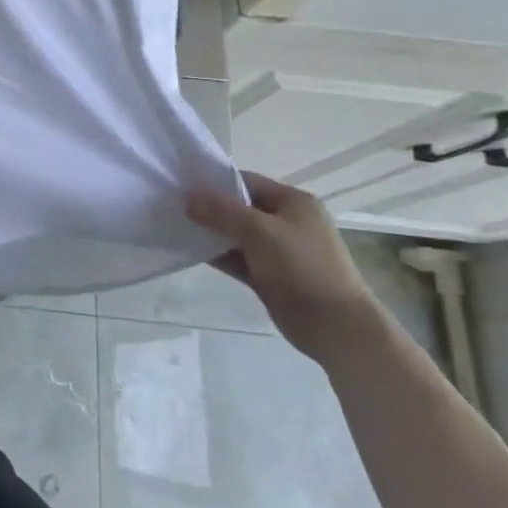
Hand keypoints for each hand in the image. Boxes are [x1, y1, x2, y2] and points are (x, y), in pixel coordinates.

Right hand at [185, 172, 387, 362]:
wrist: (335, 326)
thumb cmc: (303, 267)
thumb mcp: (261, 231)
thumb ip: (222, 211)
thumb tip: (188, 196)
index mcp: (293, 202)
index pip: (246, 181)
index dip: (214, 182)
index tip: (181, 185)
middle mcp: (286, 221)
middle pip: (239, 207)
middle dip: (208, 207)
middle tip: (171, 206)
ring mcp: (277, 250)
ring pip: (235, 234)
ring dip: (209, 232)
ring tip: (174, 227)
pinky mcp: (268, 275)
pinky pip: (236, 257)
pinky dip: (216, 254)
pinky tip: (189, 251)